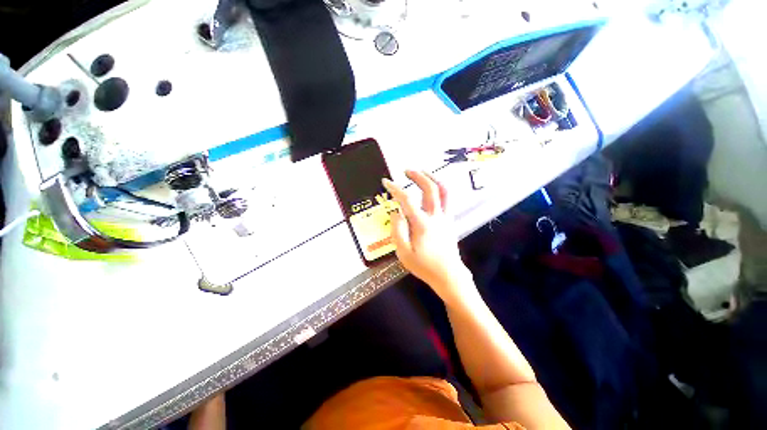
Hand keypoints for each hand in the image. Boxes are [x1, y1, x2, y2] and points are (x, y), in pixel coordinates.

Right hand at [383, 170, 474, 306]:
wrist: (448, 275)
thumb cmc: (424, 266)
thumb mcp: (404, 253)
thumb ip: (397, 231)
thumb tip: (396, 212)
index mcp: (422, 224)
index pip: (407, 200)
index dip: (395, 189)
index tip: (386, 182)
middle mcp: (436, 216)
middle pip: (430, 188)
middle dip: (418, 176)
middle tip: (406, 170)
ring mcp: (445, 218)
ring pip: (443, 191)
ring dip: (433, 178)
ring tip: (423, 172)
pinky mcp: (450, 221)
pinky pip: (447, 200)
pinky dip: (440, 189)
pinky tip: (433, 189)